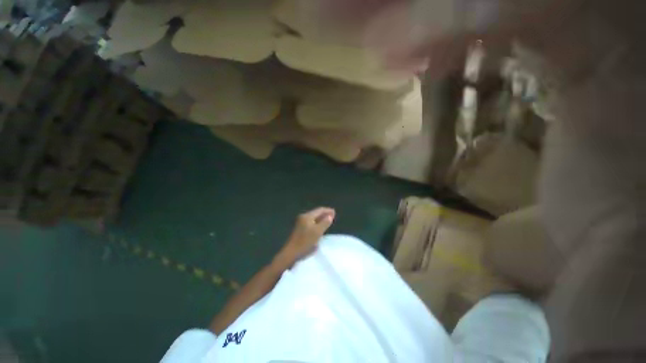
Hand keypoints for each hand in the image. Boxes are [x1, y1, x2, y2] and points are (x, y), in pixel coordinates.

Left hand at [275, 207, 335, 267]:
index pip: (319, 210)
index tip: (334, 212)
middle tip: (333, 216)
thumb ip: (325, 223)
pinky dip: (317, 222)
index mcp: (307, 216)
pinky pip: (311, 222)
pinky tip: (320, 226)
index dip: (328, 210)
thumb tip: (330, 216)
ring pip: (313, 218)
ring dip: (321, 219)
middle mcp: (303, 217)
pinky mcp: (300, 228)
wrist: (291, 252)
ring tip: (328, 221)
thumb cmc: (305, 241)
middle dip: (324, 214)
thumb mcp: (317, 232)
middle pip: (316, 213)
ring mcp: (300, 222)